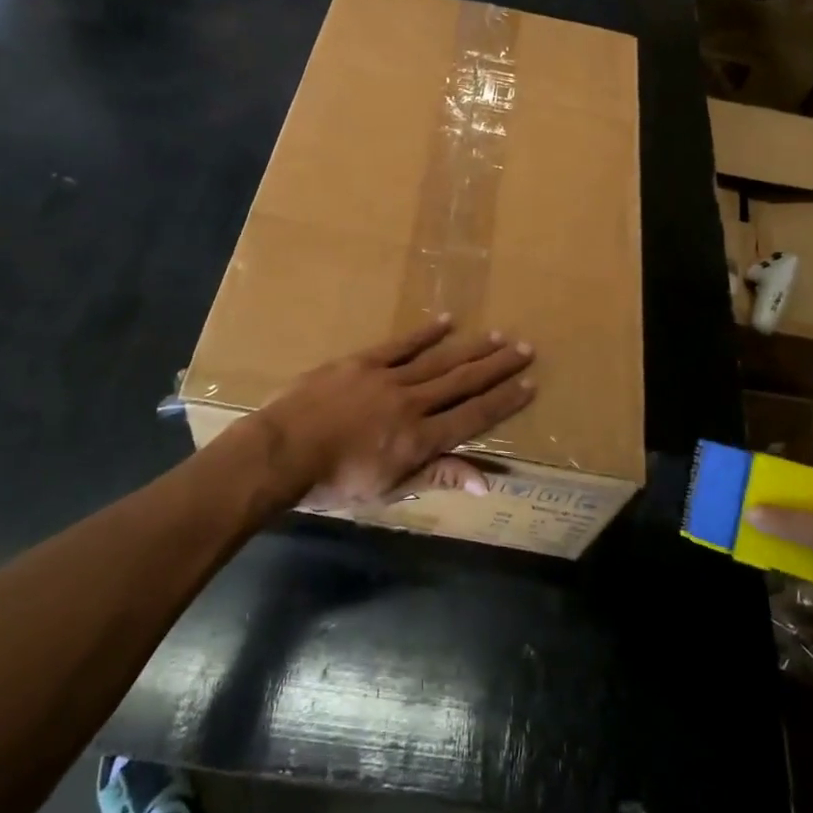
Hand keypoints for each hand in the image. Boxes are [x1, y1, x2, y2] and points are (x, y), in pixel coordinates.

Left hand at [253, 317, 535, 509]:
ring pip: (439, 360)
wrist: (282, 452)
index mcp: (420, 440)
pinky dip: (426, 333)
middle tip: (526, 349)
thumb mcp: (387, 491)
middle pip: (463, 382)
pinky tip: (447, 321)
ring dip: (471, 348)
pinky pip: (401, 345)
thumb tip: (485, 482)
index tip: (530, 384)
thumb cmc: (333, 482)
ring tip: (499, 335)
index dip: (504, 401)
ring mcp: (388, 379)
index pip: (473, 416)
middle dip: (497, 367)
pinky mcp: (363, 362)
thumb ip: (436, 477)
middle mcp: (413, 404)